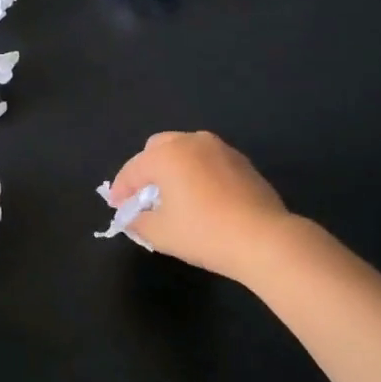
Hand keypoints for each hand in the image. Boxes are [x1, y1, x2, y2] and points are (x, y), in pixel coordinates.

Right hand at [108, 131, 293, 283]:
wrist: (264, 239)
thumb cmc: (203, 233)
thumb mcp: (160, 233)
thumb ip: (137, 221)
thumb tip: (132, 217)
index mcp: (167, 155)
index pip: (133, 169)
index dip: (120, 189)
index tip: (116, 208)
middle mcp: (192, 142)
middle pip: (158, 148)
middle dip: (146, 170)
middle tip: (143, 196)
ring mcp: (220, 149)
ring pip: (186, 151)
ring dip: (173, 168)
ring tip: (172, 196)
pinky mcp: (242, 162)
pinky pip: (208, 161)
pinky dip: (196, 173)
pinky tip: (200, 197)